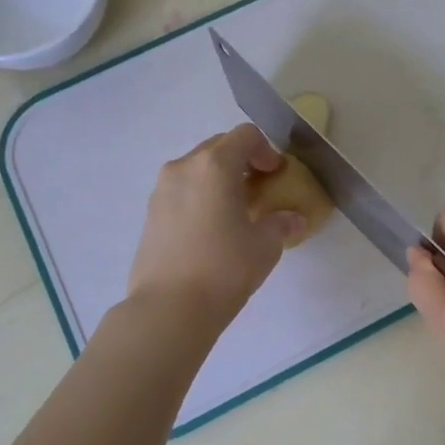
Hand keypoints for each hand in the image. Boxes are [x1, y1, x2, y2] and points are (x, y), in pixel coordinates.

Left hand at [128, 124, 306, 323]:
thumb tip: (294, 219)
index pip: (245, 135)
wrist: (168, 309)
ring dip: (219, 179)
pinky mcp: (150, 213)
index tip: (276, 175)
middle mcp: (184, 167)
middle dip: (242, 162)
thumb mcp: (265, 246)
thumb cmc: (224, 269)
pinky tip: (211, 229)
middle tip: (259, 190)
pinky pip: (182, 190)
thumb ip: (281, 223)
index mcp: (214, 165)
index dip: (266, 150)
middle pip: (218, 147)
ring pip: (197, 169)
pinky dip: (200, 196)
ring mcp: (162, 189)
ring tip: (235, 211)